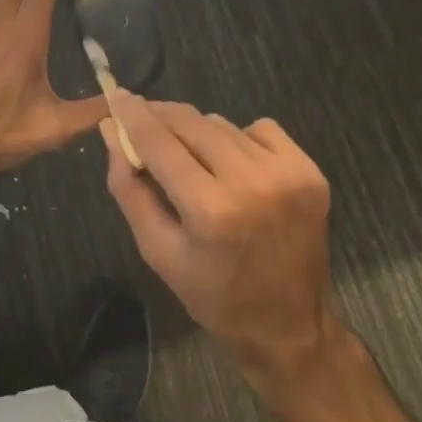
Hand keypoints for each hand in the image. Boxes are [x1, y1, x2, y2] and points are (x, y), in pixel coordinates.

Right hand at [101, 94, 334, 379]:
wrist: (290, 325)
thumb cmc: (215, 295)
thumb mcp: (159, 252)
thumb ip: (130, 189)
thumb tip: (112, 131)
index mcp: (210, 211)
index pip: (159, 143)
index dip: (134, 115)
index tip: (117, 96)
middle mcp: (250, 182)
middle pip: (191, 123)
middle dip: (163, 117)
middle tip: (145, 119)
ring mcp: (286, 173)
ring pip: (223, 125)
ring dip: (200, 134)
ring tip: (196, 160)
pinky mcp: (309, 170)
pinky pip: (261, 129)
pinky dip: (241, 139)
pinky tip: (238, 169)